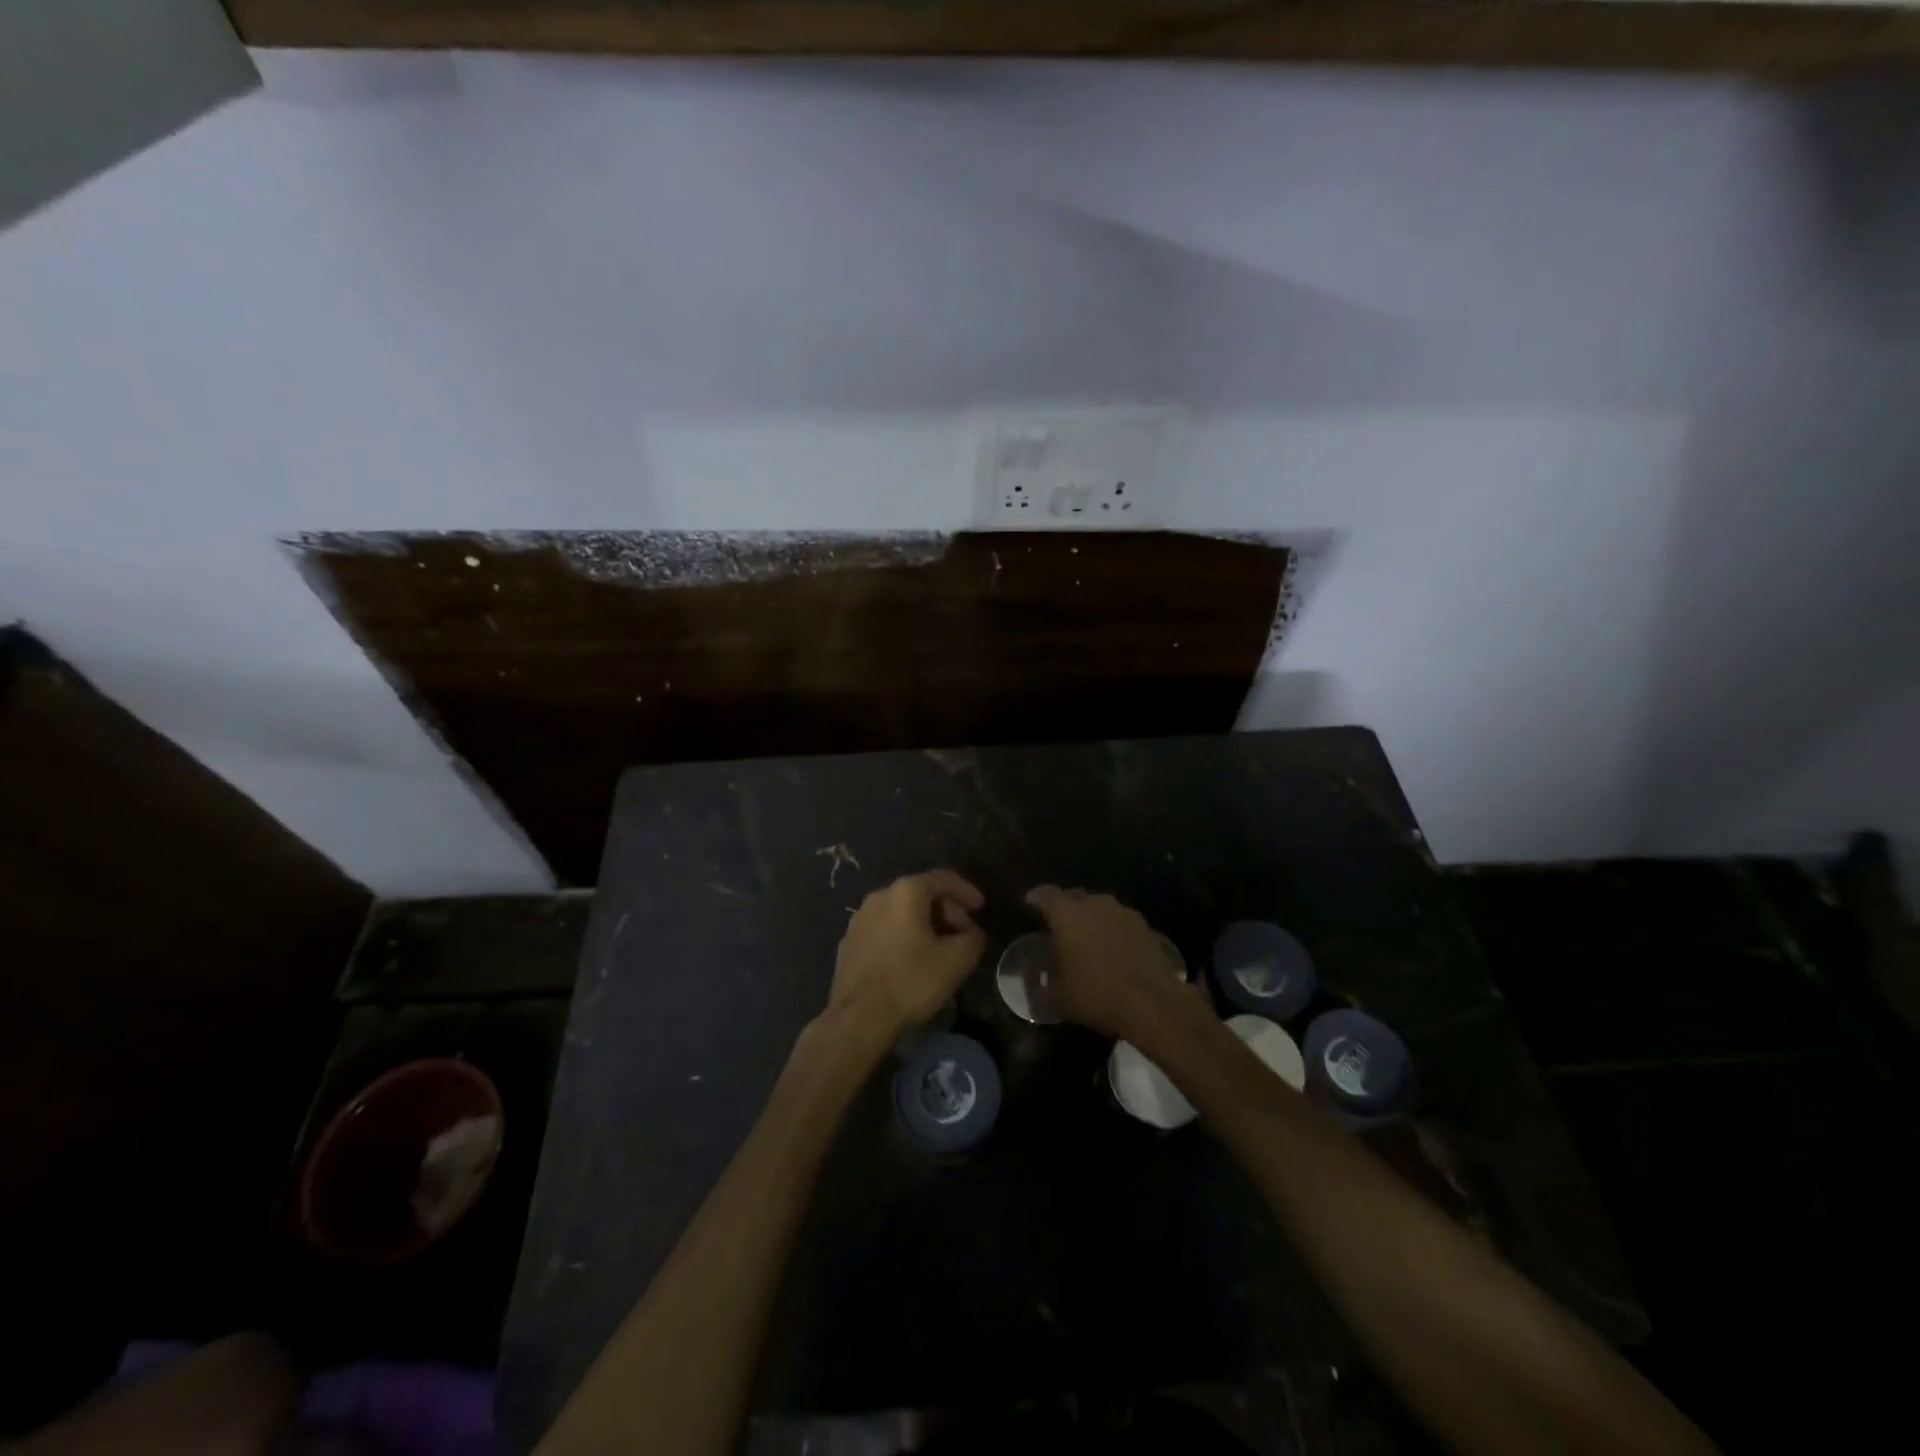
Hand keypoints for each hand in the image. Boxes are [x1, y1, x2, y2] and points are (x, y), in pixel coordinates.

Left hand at [829, 870, 986, 1036]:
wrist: (858, 1018)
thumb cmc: (911, 981)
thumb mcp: (957, 960)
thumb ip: (973, 938)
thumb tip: (973, 934)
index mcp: (905, 892)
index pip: (942, 879)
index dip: (966, 891)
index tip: (981, 908)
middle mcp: (879, 897)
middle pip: (920, 894)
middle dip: (947, 910)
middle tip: (963, 933)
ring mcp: (859, 920)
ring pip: (901, 912)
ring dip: (925, 924)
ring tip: (940, 949)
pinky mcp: (849, 943)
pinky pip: (885, 929)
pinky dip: (903, 936)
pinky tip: (912, 961)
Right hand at [1025, 885, 1196, 1041]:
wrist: (1151, 1002)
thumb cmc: (1095, 994)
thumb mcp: (1058, 998)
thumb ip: (1041, 988)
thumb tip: (1034, 989)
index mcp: (1067, 913)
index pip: (1045, 894)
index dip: (1035, 898)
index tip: (1029, 904)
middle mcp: (1094, 903)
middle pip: (1073, 897)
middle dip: (1064, 909)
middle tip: (1058, 928)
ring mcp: (1123, 912)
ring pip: (1100, 908)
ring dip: (1091, 919)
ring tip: (1087, 940)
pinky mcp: (1145, 926)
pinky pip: (1120, 922)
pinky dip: (1113, 931)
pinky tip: (1113, 950)